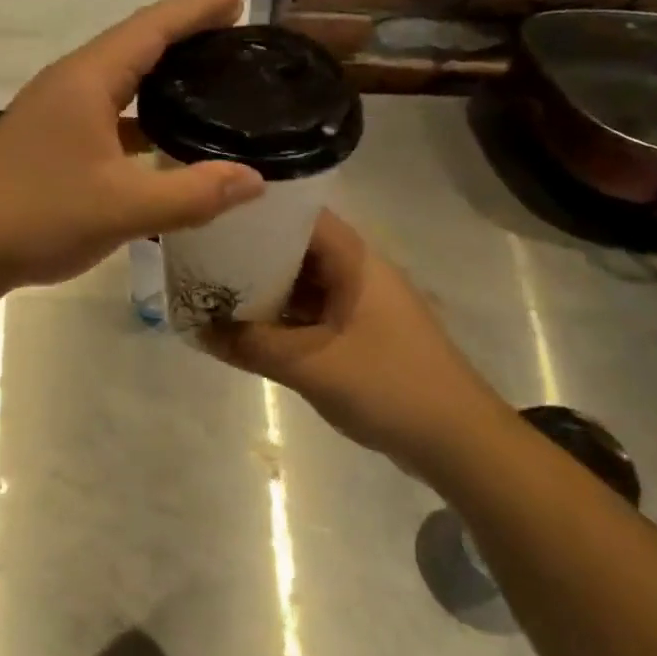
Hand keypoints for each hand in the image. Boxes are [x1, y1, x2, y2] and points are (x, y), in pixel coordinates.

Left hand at [0, 0, 265, 291]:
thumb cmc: (39, 215)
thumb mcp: (124, 208)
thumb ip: (192, 193)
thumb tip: (255, 178)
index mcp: (88, 80)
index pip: (151, 27)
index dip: (196, 9)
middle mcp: (69, 83)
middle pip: (134, 43)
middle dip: (184, 33)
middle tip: (232, 36)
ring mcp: (54, 110)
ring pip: (118, 78)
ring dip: (160, 74)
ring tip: (206, 79)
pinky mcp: (48, 137)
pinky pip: (105, 110)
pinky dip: (139, 113)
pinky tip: (161, 137)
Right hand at [200, 211, 505, 470]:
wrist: (458, 442)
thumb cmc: (389, 386)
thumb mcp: (311, 365)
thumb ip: (252, 345)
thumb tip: (198, 329)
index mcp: (355, 262)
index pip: (301, 217)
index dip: (258, 213)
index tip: (213, 218)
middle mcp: (358, 273)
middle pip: (297, 250)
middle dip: (252, 255)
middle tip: (201, 258)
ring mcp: (360, 305)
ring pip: (303, 285)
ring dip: (265, 290)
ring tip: (213, 291)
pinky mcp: (360, 334)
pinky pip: (312, 314)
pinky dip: (282, 318)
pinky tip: (246, 329)